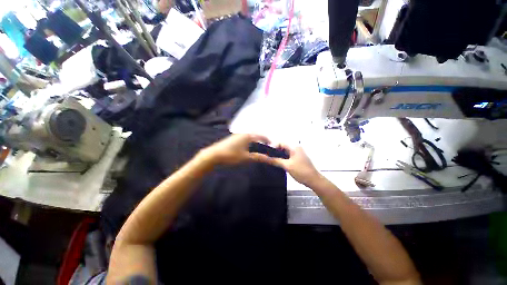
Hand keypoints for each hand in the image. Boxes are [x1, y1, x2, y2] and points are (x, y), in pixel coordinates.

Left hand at [199, 133, 271, 164]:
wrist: (214, 154)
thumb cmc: (231, 155)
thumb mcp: (246, 157)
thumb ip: (258, 157)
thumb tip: (269, 159)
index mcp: (247, 136)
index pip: (260, 136)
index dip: (266, 139)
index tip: (271, 142)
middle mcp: (243, 133)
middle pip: (255, 133)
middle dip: (260, 137)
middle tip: (265, 142)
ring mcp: (237, 135)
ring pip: (249, 135)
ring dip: (254, 138)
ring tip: (258, 143)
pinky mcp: (232, 138)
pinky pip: (244, 137)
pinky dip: (249, 139)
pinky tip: (247, 144)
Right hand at [255, 144, 320, 186]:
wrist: (313, 180)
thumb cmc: (302, 171)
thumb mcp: (287, 166)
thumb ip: (275, 161)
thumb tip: (265, 158)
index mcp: (295, 147)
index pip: (281, 143)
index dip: (273, 147)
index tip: (267, 153)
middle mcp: (296, 148)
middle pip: (282, 147)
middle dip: (275, 152)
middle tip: (268, 157)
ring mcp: (297, 154)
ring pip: (285, 152)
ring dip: (279, 156)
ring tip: (272, 161)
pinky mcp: (297, 159)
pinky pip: (288, 156)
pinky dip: (283, 159)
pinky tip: (278, 163)